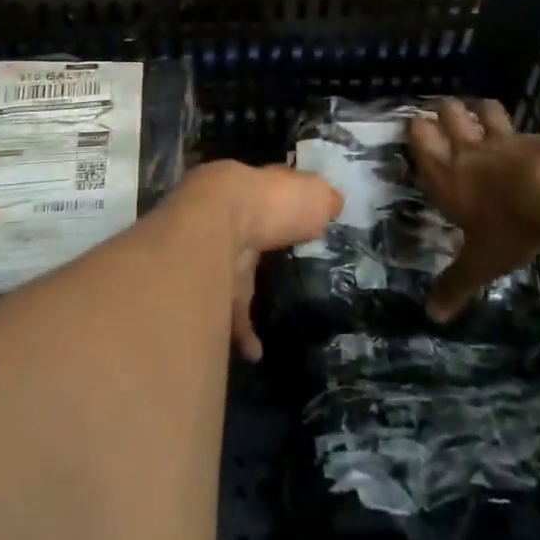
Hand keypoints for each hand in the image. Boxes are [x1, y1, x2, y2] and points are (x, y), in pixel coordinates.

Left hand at [173, 160, 341, 361]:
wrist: (216, 226)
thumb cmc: (273, 202)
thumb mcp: (313, 194)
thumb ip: (323, 199)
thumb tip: (332, 203)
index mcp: (258, 188)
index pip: (274, 190)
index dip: (288, 202)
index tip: (302, 217)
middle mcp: (233, 214)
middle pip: (251, 229)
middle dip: (262, 243)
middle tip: (284, 264)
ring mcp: (215, 249)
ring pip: (234, 270)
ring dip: (248, 292)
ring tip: (273, 317)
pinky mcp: (206, 285)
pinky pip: (227, 311)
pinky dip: (241, 332)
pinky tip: (256, 352)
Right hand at [409, 98, 539, 322]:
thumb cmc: (508, 226)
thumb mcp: (481, 263)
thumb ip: (456, 283)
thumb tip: (431, 315)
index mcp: (445, 174)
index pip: (420, 138)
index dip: (416, 131)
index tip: (416, 129)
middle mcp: (467, 149)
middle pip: (448, 114)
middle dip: (444, 112)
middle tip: (444, 117)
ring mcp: (501, 139)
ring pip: (482, 109)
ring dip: (478, 110)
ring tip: (478, 113)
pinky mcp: (532, 136)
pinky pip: (517, 124)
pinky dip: (514, 126)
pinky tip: (521, 136)